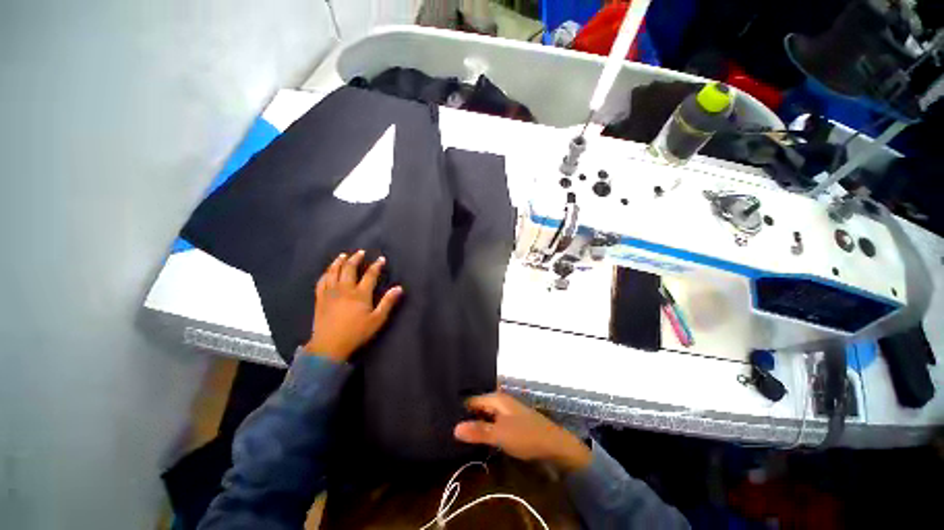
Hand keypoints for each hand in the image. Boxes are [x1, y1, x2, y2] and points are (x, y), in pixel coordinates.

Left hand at [303, 250, 402, 361]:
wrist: (329, 346)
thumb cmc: (356, 333)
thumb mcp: (377, 319)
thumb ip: (388, 302)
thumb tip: (399, 288)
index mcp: (360, 294)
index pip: (370, 275)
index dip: (376, 266)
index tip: (381, 259)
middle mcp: (344, 289)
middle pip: (349, 268)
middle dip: (356, 259)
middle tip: (360, 252)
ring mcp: (330, 293)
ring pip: (333, 272)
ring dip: (339, 262)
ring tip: (343, 255)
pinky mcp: (320, 299)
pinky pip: (321, 281)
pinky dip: (325, 273)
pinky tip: (328, 271)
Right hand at [454, 393, 591, 471]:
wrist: (555, 445)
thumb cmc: (526, 436)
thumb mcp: (500, 434)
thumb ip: (478, 431)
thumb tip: (454, 428)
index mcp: (497, 399)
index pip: (472, 400)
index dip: (460, 411)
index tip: (446, 421)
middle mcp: (501, 402)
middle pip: (479, 407)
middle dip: (468, 418)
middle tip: (451, 432)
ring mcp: (507, 412)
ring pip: (487, 416)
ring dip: (477, 425)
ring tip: (461, 438)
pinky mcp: (512, 423)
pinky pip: (494, 423)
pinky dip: (487, 430)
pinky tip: (480, 440)